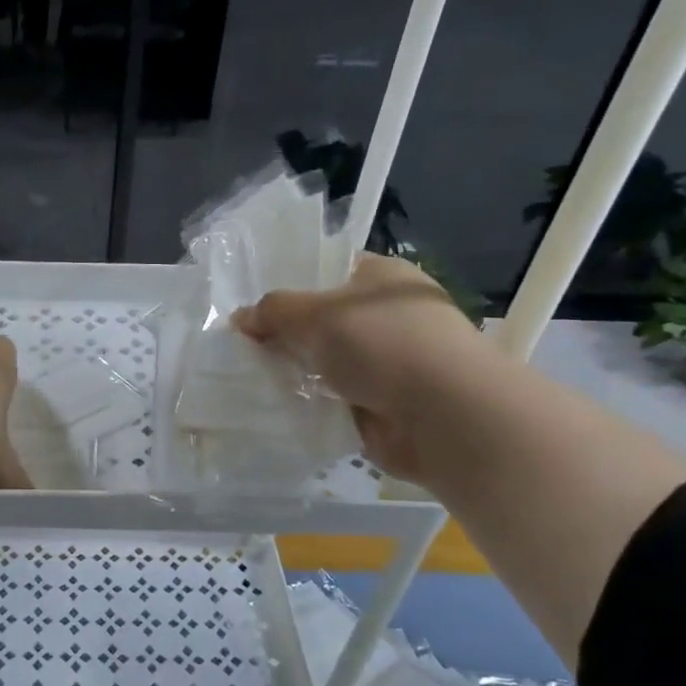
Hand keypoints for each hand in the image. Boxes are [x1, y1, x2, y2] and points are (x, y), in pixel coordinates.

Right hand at [232, 253, 487, 480]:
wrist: (444, 415)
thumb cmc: (383, 343)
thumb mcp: (315, 314)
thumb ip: (273, 311)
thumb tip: (241, 317)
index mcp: (382, 278)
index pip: (328, 270)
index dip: (290, 282)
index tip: (252, 302)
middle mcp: (387, 316)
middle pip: (322, 320)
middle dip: (285, 333)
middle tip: (241, 342)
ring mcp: (387, 362)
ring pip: (325, 362)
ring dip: (295, 371)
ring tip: (247, 375)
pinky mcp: (382, 403)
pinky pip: (332, 398)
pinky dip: (309, 403)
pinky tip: (273, 406)